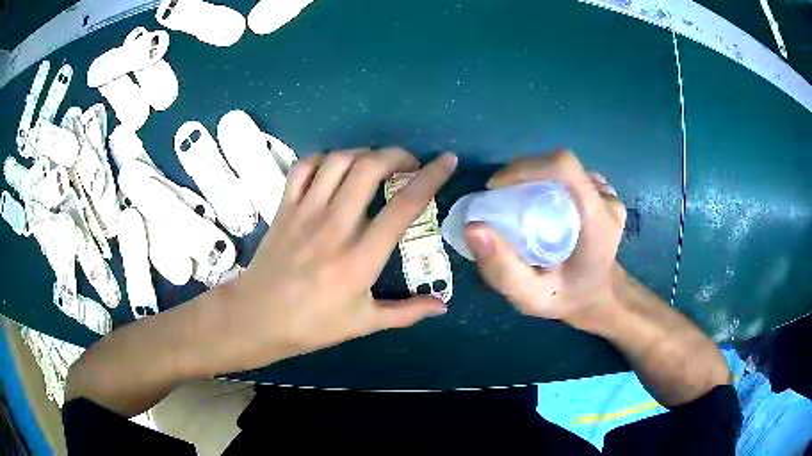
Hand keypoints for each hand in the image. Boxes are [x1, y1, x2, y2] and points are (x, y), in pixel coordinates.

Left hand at [223, 148, 456, 369]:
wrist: (257, 318)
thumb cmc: (312, 325)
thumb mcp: (364, 323)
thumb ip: (407, 312)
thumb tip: (443, 306)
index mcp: (360, 258)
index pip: (404, 206)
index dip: (431, 178)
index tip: (447, 161)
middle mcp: (334, 226)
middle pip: (370, 168)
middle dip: (397, 155)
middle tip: (409, 164)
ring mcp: (305, 212)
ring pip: (338, 161)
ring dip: (364, 153)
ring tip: (375, 163)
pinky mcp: (284, 208)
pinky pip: (303, 168)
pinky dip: (324, 159)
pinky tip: (334, 168)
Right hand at [464, 150, 625, 330]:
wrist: (599, 298)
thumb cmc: (567, 299)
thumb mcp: (531, 298)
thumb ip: (503, 270)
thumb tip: (472, 227)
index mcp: (598, 222)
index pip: (564, 169)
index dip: (525, 167)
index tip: (496, 187)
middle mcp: (607, 202)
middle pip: (560, 165)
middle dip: (523, 173)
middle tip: (501, 200)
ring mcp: (608, 195)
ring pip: (564, 170)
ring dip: (534, 177)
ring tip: (518, 205)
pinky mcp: (603, 194)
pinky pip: (570, 177)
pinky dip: (547, 183)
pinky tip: (541, 205)